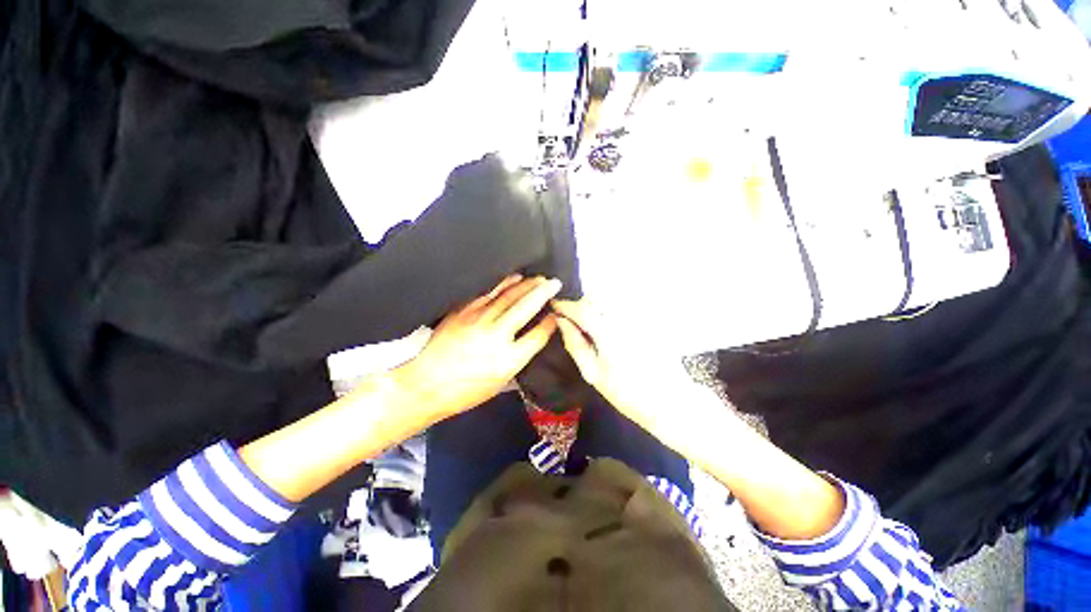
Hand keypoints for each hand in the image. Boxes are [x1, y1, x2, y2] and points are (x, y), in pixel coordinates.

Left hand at [394, 275, 560, 420]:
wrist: (426, 384)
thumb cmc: (466, 391)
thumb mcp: (500, 383)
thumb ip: (519, 359)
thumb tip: (532, 339)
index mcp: (509, 359)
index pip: (538, 335)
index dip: (550, 322)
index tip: (556, 314)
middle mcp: (497, 336)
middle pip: (526, 307)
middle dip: (544, 292)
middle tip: (555, 282)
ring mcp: (479, 320)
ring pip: (508, 295)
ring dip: (526, 284)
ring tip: (538, 278)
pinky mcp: (463, 311)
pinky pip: (487, 292)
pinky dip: (503, 284)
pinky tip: (512, 278)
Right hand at [552, 299, 713, 449]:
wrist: (670, 400)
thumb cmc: (627, 393)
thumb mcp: (593, 373)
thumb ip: (575, 344)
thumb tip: (560, 321)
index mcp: (608, 332)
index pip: (581, 308)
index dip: (565, 305)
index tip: (554, 305)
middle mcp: (625, 317)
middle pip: (597, 297)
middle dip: (581, 304)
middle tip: (574, 320)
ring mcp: (640, 316)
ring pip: (611, 297)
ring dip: (596, 304)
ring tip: (592, 323)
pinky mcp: (649, 319)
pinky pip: (625, 304)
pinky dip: (611, 308)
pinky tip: (611, 325)